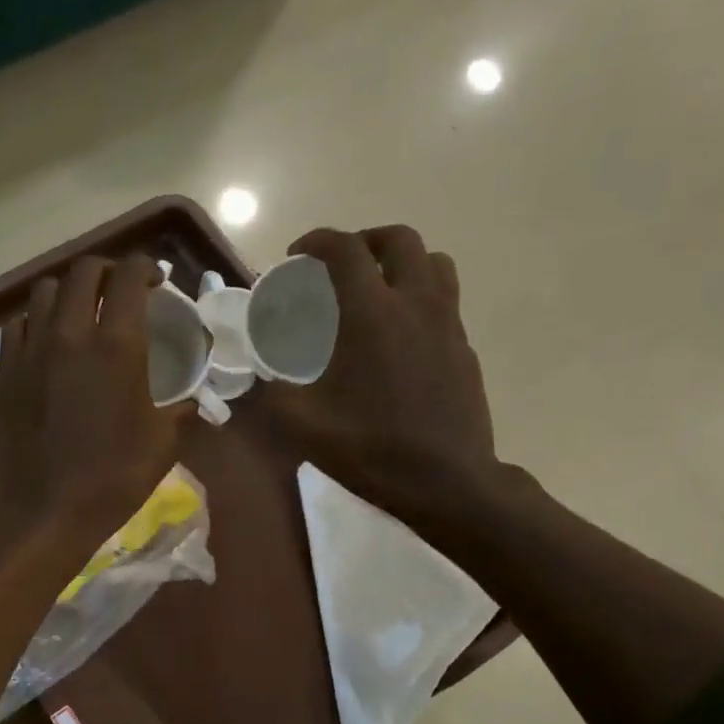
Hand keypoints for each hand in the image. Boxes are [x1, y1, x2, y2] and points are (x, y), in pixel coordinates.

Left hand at [0, 255, 189, 548]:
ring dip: (68, 290)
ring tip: (81, 309)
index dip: (144, 267)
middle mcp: (70, 335)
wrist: (43, 511)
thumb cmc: (111, 480)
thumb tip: (193, 401)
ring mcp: (32, 350)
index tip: (155, 279)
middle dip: (107, 270)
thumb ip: (181, 411)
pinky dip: (36, 319)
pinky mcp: (6, 370)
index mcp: (117, 347)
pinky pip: (18, 323)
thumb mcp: (162, 446)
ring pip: (45, 290)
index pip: (128, 277)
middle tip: (120, 290)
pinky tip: (47, 339)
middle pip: (83, 271)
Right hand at [263, 226, 500, 520]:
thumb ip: (272, 391)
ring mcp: (448, 324)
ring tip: (374, 289)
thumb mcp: (302, 424)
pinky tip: (397, 337)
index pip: (346, 250)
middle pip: (400, 240)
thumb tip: (258, 375)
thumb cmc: (370, 449)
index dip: (317, 242)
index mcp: (372, 314)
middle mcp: (416, 305)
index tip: (296, 256)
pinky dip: (417, 297)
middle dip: (364, 241)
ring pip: (433, 263)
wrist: (447, 483)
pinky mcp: (464, 348)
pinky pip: (444, 300)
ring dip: (400, 262)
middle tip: (338, 266)